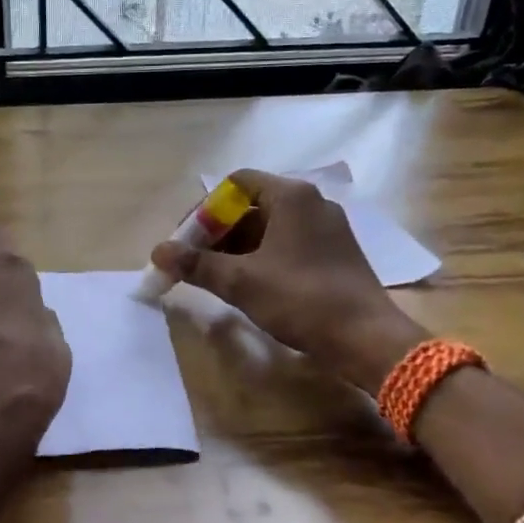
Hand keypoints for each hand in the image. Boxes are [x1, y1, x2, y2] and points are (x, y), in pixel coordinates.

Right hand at [150, 169, 425, 389]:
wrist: (366, 338)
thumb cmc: (301, 299)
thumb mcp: (241, 281)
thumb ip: (197, 264)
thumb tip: (157, 252)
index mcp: (291, 196)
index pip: (235, 183)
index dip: (204, 210)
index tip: (187, 241)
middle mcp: (311, 203)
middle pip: (251, 205)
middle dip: (217, 232)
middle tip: (194, 262)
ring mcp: (326, 228)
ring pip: (269, 228)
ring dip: (236, 248)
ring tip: (215, 277)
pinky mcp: (334, 253)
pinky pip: (286, 244)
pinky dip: (261, 257)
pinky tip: (247, 285)